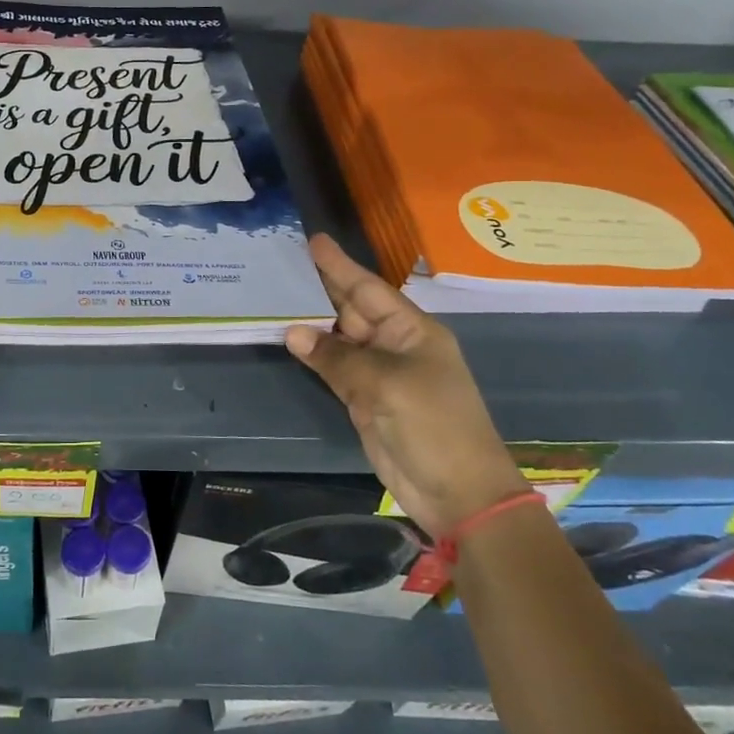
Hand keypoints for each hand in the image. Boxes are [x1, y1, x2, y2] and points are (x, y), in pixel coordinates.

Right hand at [286, 235, 526, 538]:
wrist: (457, 493)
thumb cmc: (433, 426)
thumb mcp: (386, 386)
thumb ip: (337, 358)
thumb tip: (292, 332)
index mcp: (412, 331)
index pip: (368, 289)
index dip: (340, 266)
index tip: (313, 241)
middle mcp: (394, 345)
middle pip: (351, 309)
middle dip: (321, 287)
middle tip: (284, 262)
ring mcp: (379, 373)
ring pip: (339, 337)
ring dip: (311, 320)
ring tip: (276, 294)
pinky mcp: (364, 399)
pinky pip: (333, 367)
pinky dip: (312, 353)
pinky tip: (289, 338)